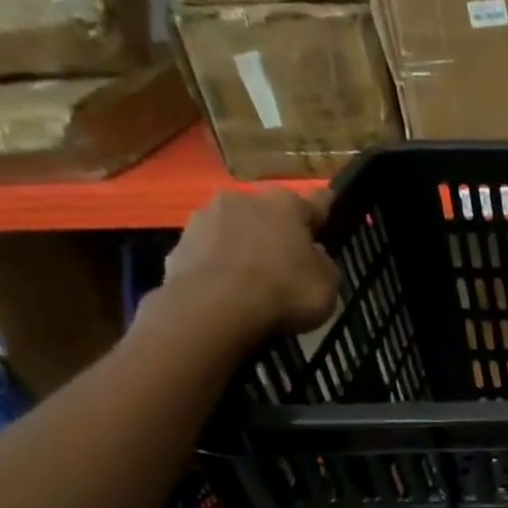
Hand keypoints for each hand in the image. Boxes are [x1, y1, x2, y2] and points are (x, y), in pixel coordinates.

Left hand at [159, 188, 340, 337]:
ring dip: (244, 245)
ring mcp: (205, 217)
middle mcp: (244, 199)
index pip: (317, 201)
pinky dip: (219, 265)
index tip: (329, 222)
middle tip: (286, 260)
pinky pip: (210, 252)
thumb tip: (312, 255)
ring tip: (251, 277)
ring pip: (235, 228)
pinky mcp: (179, 243)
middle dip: (277, 231)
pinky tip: (226, 289)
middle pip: (269, 213)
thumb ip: (322, 263)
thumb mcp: (328, 284)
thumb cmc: (284, 291)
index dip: (325, 214)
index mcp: (287, 204)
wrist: (214, 309)